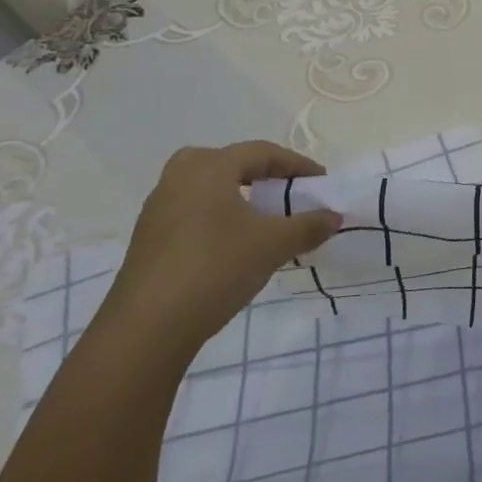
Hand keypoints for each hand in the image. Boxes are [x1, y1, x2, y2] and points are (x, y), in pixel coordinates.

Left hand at [102, 142, 340, 360]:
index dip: (297, 165)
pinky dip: (220, 218)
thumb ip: (307, 226)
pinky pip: (194, 212)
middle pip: (231, 164)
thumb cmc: (216, 267)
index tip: (320, 181)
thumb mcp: (273, 245)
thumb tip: (334, 217)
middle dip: (264, 176)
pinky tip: (234, 244)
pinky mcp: (148, 238)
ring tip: (265, 220)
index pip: (262, 153)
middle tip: (288, 193)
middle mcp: (179, 176)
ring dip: (241, 198)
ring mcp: (158, 207)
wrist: (146, 329)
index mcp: (209, 166)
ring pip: (210, 189)